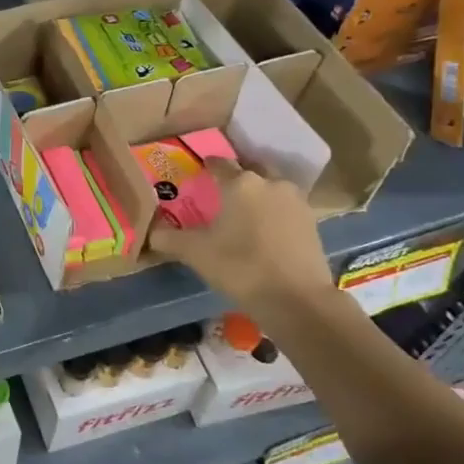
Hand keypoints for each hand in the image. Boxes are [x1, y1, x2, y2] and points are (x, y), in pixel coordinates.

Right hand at [149, 157, 333, 312]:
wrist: (296, 299)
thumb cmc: (241, 267)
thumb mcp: (196, 254)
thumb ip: (169, 239)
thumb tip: (151, 232)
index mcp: (240, 183)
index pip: (220, 164)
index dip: (207, 166)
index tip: (199, 171)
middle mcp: (270, 183)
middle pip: (251, 168)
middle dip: (237, 175)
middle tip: (222, 189)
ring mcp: (295, 201)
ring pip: (272, 187)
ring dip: (259, 192)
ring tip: (245, 209)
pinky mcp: (312, 221)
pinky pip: (286, 207)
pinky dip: (274, 211)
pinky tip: (265, 228)